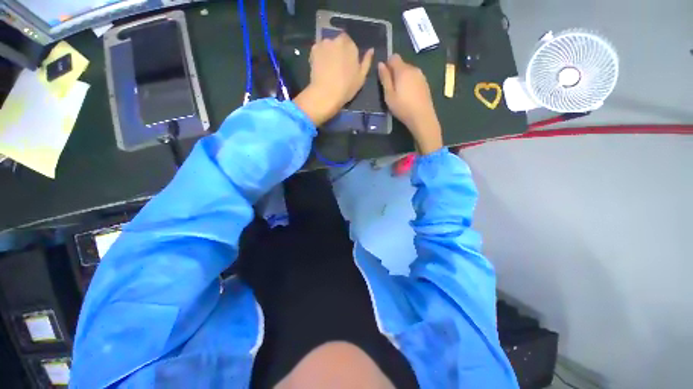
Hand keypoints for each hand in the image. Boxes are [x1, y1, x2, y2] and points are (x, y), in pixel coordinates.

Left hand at [294, 33, 373, 125]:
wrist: (326, 93)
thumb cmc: (346, 88)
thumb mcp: (361, 77)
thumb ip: (367, 62)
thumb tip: (371, 50)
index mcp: (352, 46)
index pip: (350, 43)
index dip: (348, 53)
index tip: (346, 63)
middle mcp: (338, 40)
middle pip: (339, 42)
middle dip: (338, 50)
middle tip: (337, 66)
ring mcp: (325, 43)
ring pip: (328, 45)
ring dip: (329, 52)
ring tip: (327, 67)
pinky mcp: (314, 49)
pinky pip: (318, 49)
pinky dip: (320, 55)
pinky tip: (320, 67)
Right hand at [378, 54, 442, 154]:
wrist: (422, 117)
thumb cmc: (402, 107)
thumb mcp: (389, 95)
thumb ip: (385, 78)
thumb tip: (381, 64)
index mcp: (403, 70)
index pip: (394, 57)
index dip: (387, 64)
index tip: (385, 77)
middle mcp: (413, 69)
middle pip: (401, 64)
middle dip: (395, 72)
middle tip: (390, 89)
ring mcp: (421, 76)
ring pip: (408, 71)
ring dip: (402, 78)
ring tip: (400, 94)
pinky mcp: (425, 84)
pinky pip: (414, 78)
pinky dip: (409, 83)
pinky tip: (408, 96)